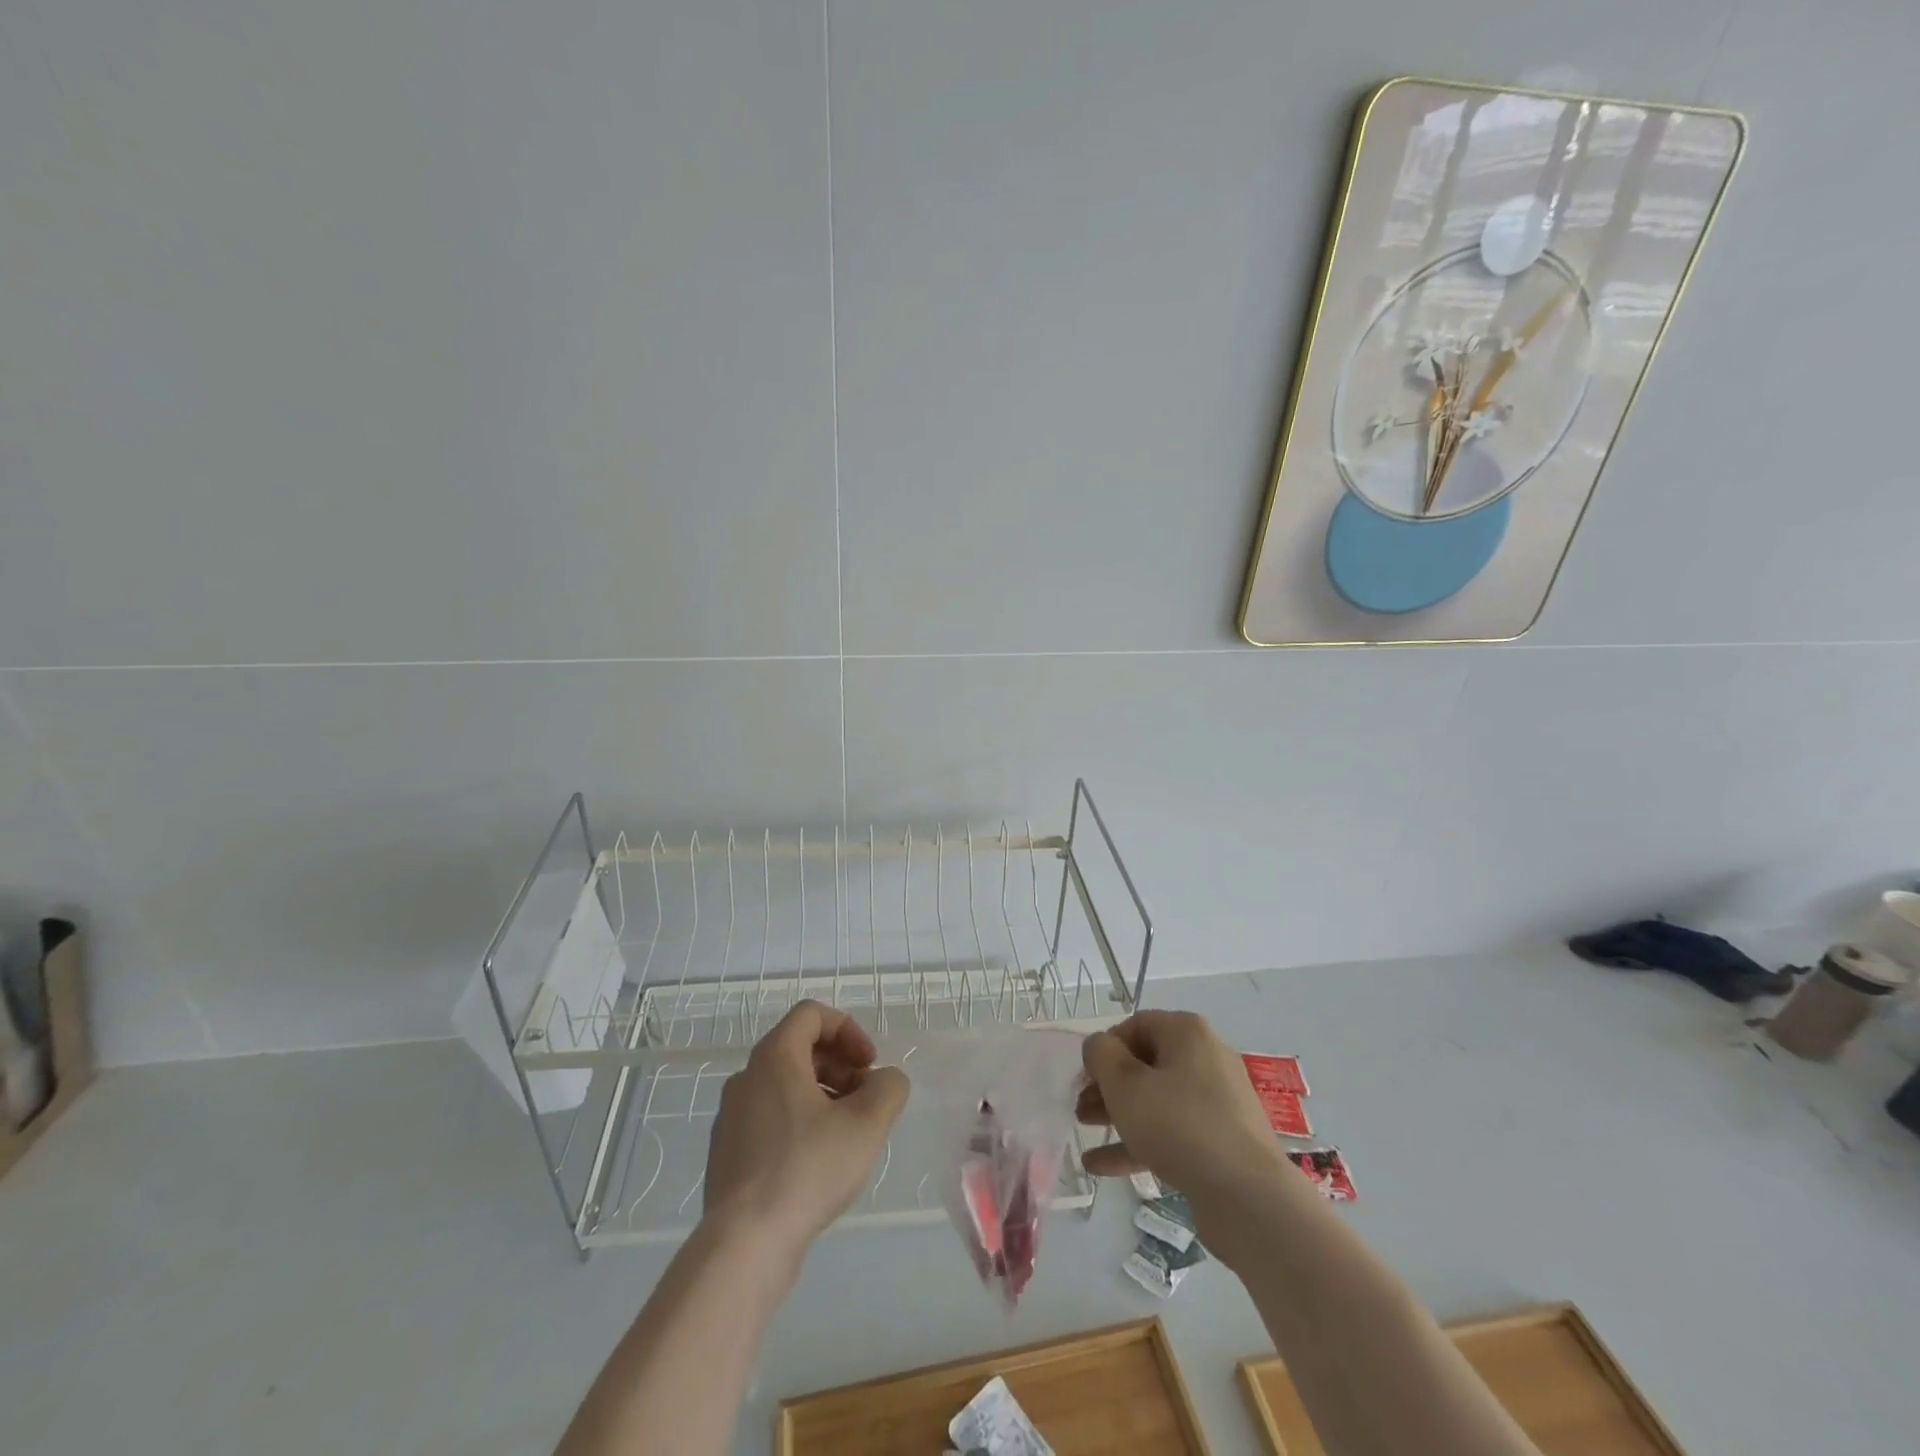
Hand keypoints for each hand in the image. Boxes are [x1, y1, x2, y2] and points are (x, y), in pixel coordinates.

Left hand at [703, 1001, 909, 1261]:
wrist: (744, 1243)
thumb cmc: (808, 1168)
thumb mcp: (868, 1123)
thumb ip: (888, 1087)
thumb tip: (885, 1080)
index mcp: (774, 1056)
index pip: (812, 1015)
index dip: (848, 1030)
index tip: (869, 1064)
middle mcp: (746, 1076)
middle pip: (799, 1048)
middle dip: (840, 1065)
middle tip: (865, 1098)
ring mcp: (731, 1115)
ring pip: (784, 1085)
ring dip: (822, 1094)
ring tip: (847, 1133)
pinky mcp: (727, 1152)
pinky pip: (769, 1117)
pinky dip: (799, 1122)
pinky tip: (817, 1162)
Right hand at [1076, 1010, 1283, 1204]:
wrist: (1247, 1196)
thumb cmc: (1178, 1124)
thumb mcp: (1125, 1084)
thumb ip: (1101, 1055)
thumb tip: (1099, 1047)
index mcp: (1187, 1032)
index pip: (1135, 1025)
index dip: (1105, 1048)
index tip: (1085, 1077)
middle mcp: (1206, 1057)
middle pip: (1146, 1063)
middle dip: (1108, 1085)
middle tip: (1081, 1108)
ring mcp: (1218, 1101)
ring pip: (1157, 1099)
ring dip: (1119, 1113)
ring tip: (1086, 1132)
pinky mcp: (1222, 1140)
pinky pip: (1173, 1132)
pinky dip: (1140, 1143)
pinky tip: (1101, 1167)